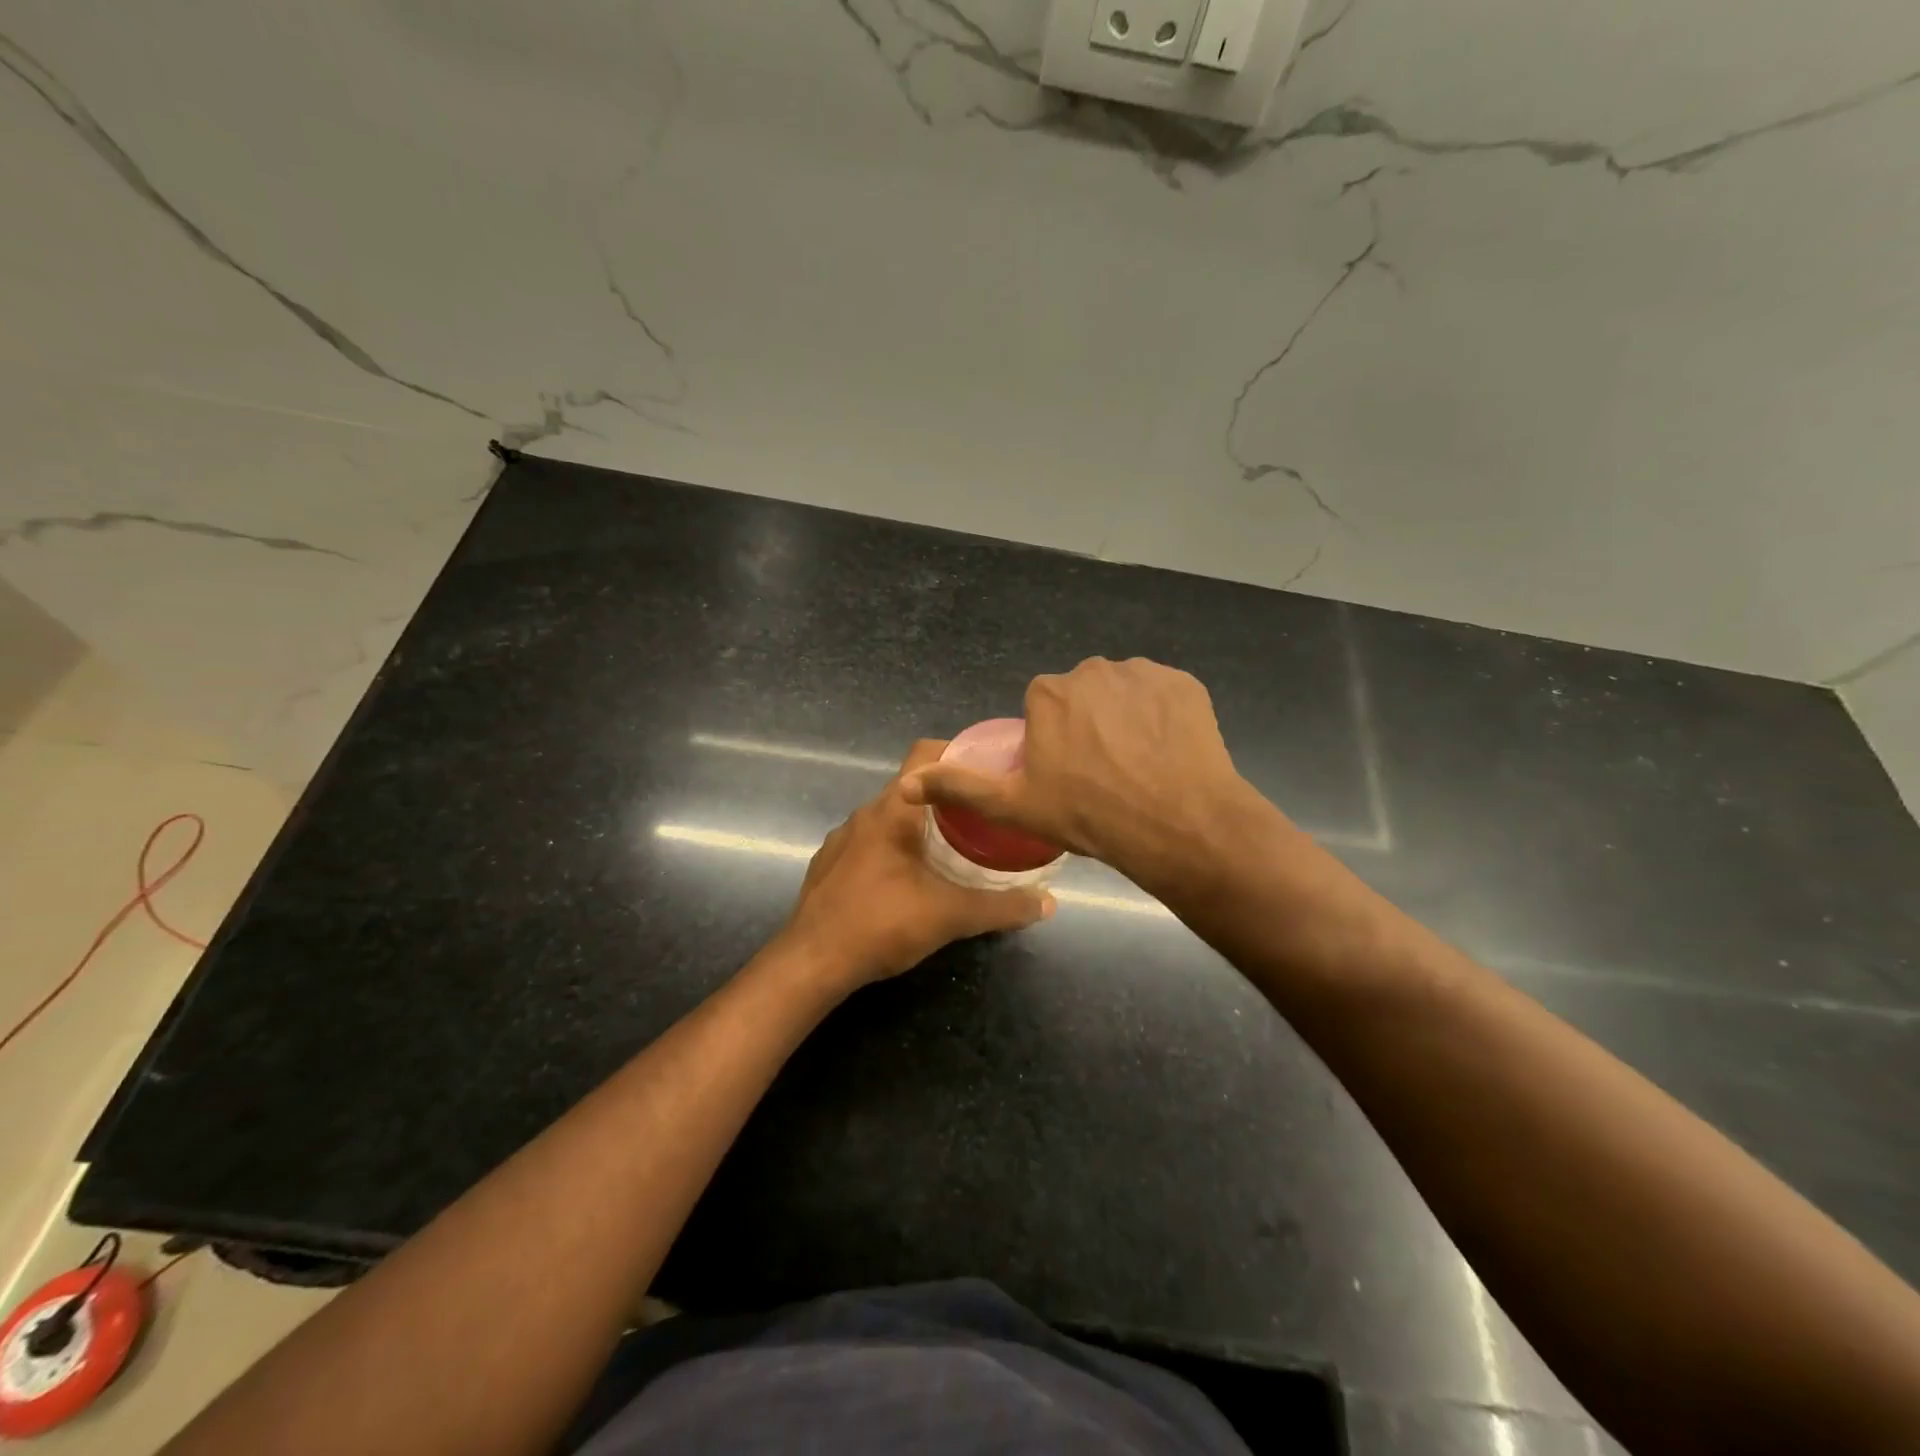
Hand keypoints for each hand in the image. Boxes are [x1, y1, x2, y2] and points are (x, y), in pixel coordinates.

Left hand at [779, 741, 1054, 990]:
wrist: (810, 962)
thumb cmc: (881, 924)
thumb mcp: (950, 916)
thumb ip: (1001, 907)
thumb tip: (1048, 903)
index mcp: (893, 810)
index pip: (926, 754)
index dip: (959, 752)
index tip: (989, 770)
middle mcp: (864, 814)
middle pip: (912, 787)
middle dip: (948, 797)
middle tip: (983, 816)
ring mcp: (842, 839)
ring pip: (890, 816)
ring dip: (920, 824)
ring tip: (952, 847)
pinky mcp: (829, 863)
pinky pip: (870, 841)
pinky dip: (894, 847)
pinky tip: (909, 878)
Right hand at [901, 658, 1271, 894]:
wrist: (1177, 824)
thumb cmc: (1088, 815)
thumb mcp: (1014, 806)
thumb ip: (960, 787)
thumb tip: (906, 783)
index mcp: (1049, 693)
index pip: (1043, 708)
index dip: (1053, 740)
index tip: (1066, 774)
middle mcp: (1093, 670)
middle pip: (1083, 696)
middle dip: (1088, 724)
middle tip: (1102, 774)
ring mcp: (1144, 673)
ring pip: (1124, 694)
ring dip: (1125, 718)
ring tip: (1138, 766)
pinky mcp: (1185, 683)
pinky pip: (1162, 696)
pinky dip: (1162, 716)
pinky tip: (1167, 752)